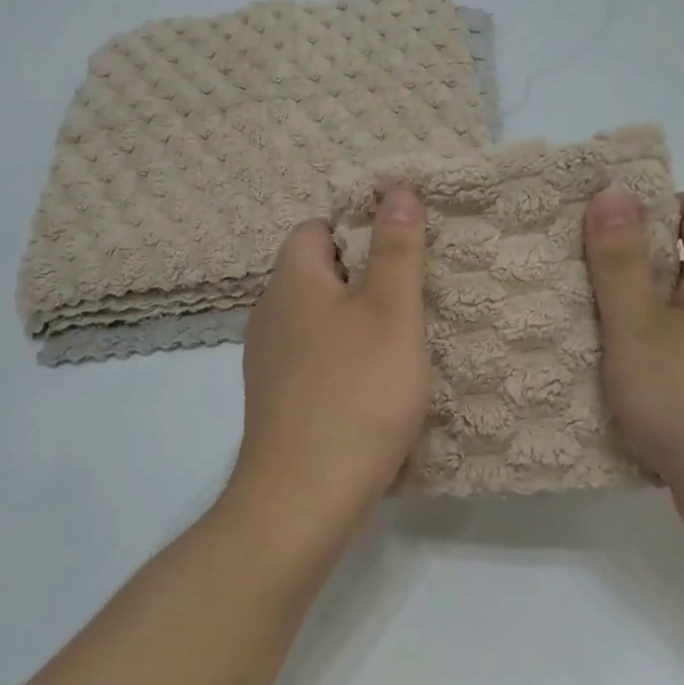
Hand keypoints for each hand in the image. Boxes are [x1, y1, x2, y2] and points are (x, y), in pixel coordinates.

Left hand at [226, 186, 432, 549]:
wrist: (304, 495)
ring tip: (405, 342)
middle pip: (317, 275)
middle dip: (365, 278)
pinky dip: (344, 363)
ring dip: (357, 325)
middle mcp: (269, 315)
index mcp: (291, 282)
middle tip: (415, 296)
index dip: (358, 228)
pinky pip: (314, 362)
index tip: (403, 249)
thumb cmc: (356, 393)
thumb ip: (397, 249)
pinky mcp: (277, 402)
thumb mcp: (391, 312)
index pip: (316, 228)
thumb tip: (397, 188)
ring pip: (317, 323)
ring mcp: (268, 363)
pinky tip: (376, 388)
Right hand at [584, 186, 683, 555]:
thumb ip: (621, 260)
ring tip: (582, 322)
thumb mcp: (640, 329)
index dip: (646, 207)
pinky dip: (655, 350)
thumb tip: (612, 189)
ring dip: (638, 312)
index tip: (593, 229)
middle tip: (573, 275)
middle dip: (631, 263)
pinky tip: (617, 373)